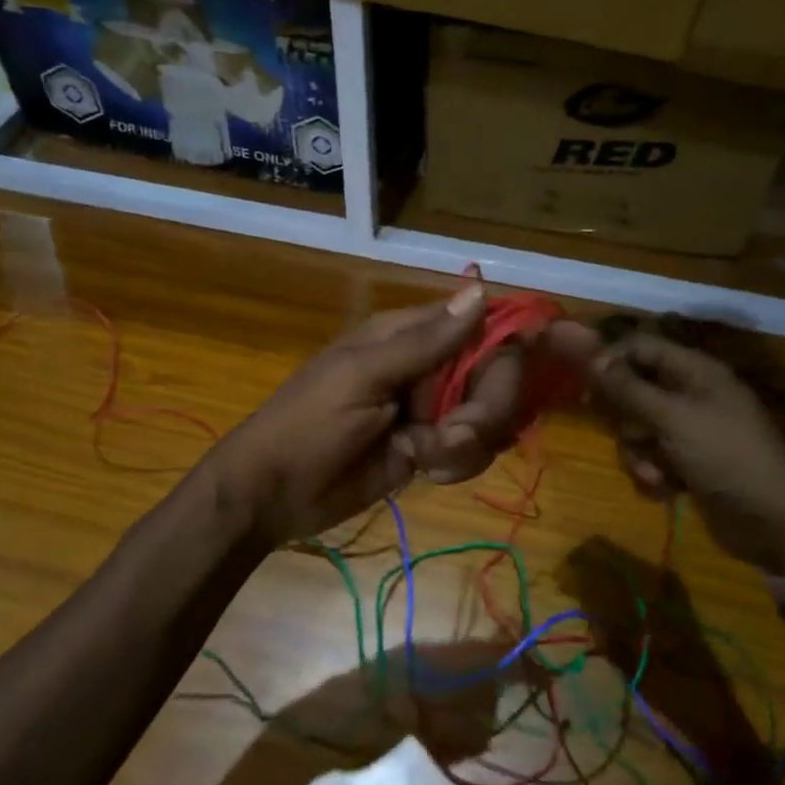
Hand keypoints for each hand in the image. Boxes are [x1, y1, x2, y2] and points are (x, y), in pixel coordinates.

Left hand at [214, 285, 522, 544]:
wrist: (273, 494)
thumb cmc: (308, 423)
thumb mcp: (362, 377)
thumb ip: (425, 341)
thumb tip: (481, 289)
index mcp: (409, 335)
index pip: (481, 325)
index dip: (505, 349)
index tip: (510, 379)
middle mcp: (430, 366)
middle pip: (495, 375)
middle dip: (485, 409)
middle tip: (454, 434)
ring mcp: (433, 409)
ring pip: (490, 416)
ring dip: (467, 443)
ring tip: (424, 458)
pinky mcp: (433, 448)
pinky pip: (473, 449)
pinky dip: (459, 463)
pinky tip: (428, 472)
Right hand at [547, 324, 784, 574]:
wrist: (775, 525)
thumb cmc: (727, 458)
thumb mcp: (673, 419)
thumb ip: (629, 388)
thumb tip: (592, 358)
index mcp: (695, 371)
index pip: (641, 347)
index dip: (611, 360)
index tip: (584, 385)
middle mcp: (691, 394)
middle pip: (633, 388)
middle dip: (625, 418)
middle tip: (627, 434)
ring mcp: (690, 430)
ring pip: (637, 427)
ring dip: (638, 453)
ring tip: (655, 473)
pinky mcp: (687, 462)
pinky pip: (650, 456)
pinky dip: (651, 472)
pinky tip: (665, 490)